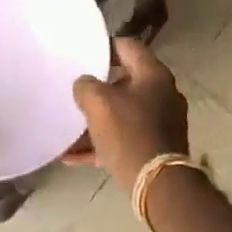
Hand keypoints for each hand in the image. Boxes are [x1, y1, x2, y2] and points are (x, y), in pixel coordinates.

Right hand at [70, 38, 190, 184]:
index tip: (83, 54)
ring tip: (69, 127)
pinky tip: (72, 156)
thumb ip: (86, 86)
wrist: (158, 184)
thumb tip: (85, 84)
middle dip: (98, 88)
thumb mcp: (99, 103)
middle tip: (75, 91)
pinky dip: (101, 144)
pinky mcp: (156, 148)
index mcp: (154, 75)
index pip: (128, 47)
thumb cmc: (129, 133)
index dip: (104, 47)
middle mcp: (162, 94)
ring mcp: (162, 123)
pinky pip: (123, 139)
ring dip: (96, 121)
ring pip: (123, 114)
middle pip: (125, 82)